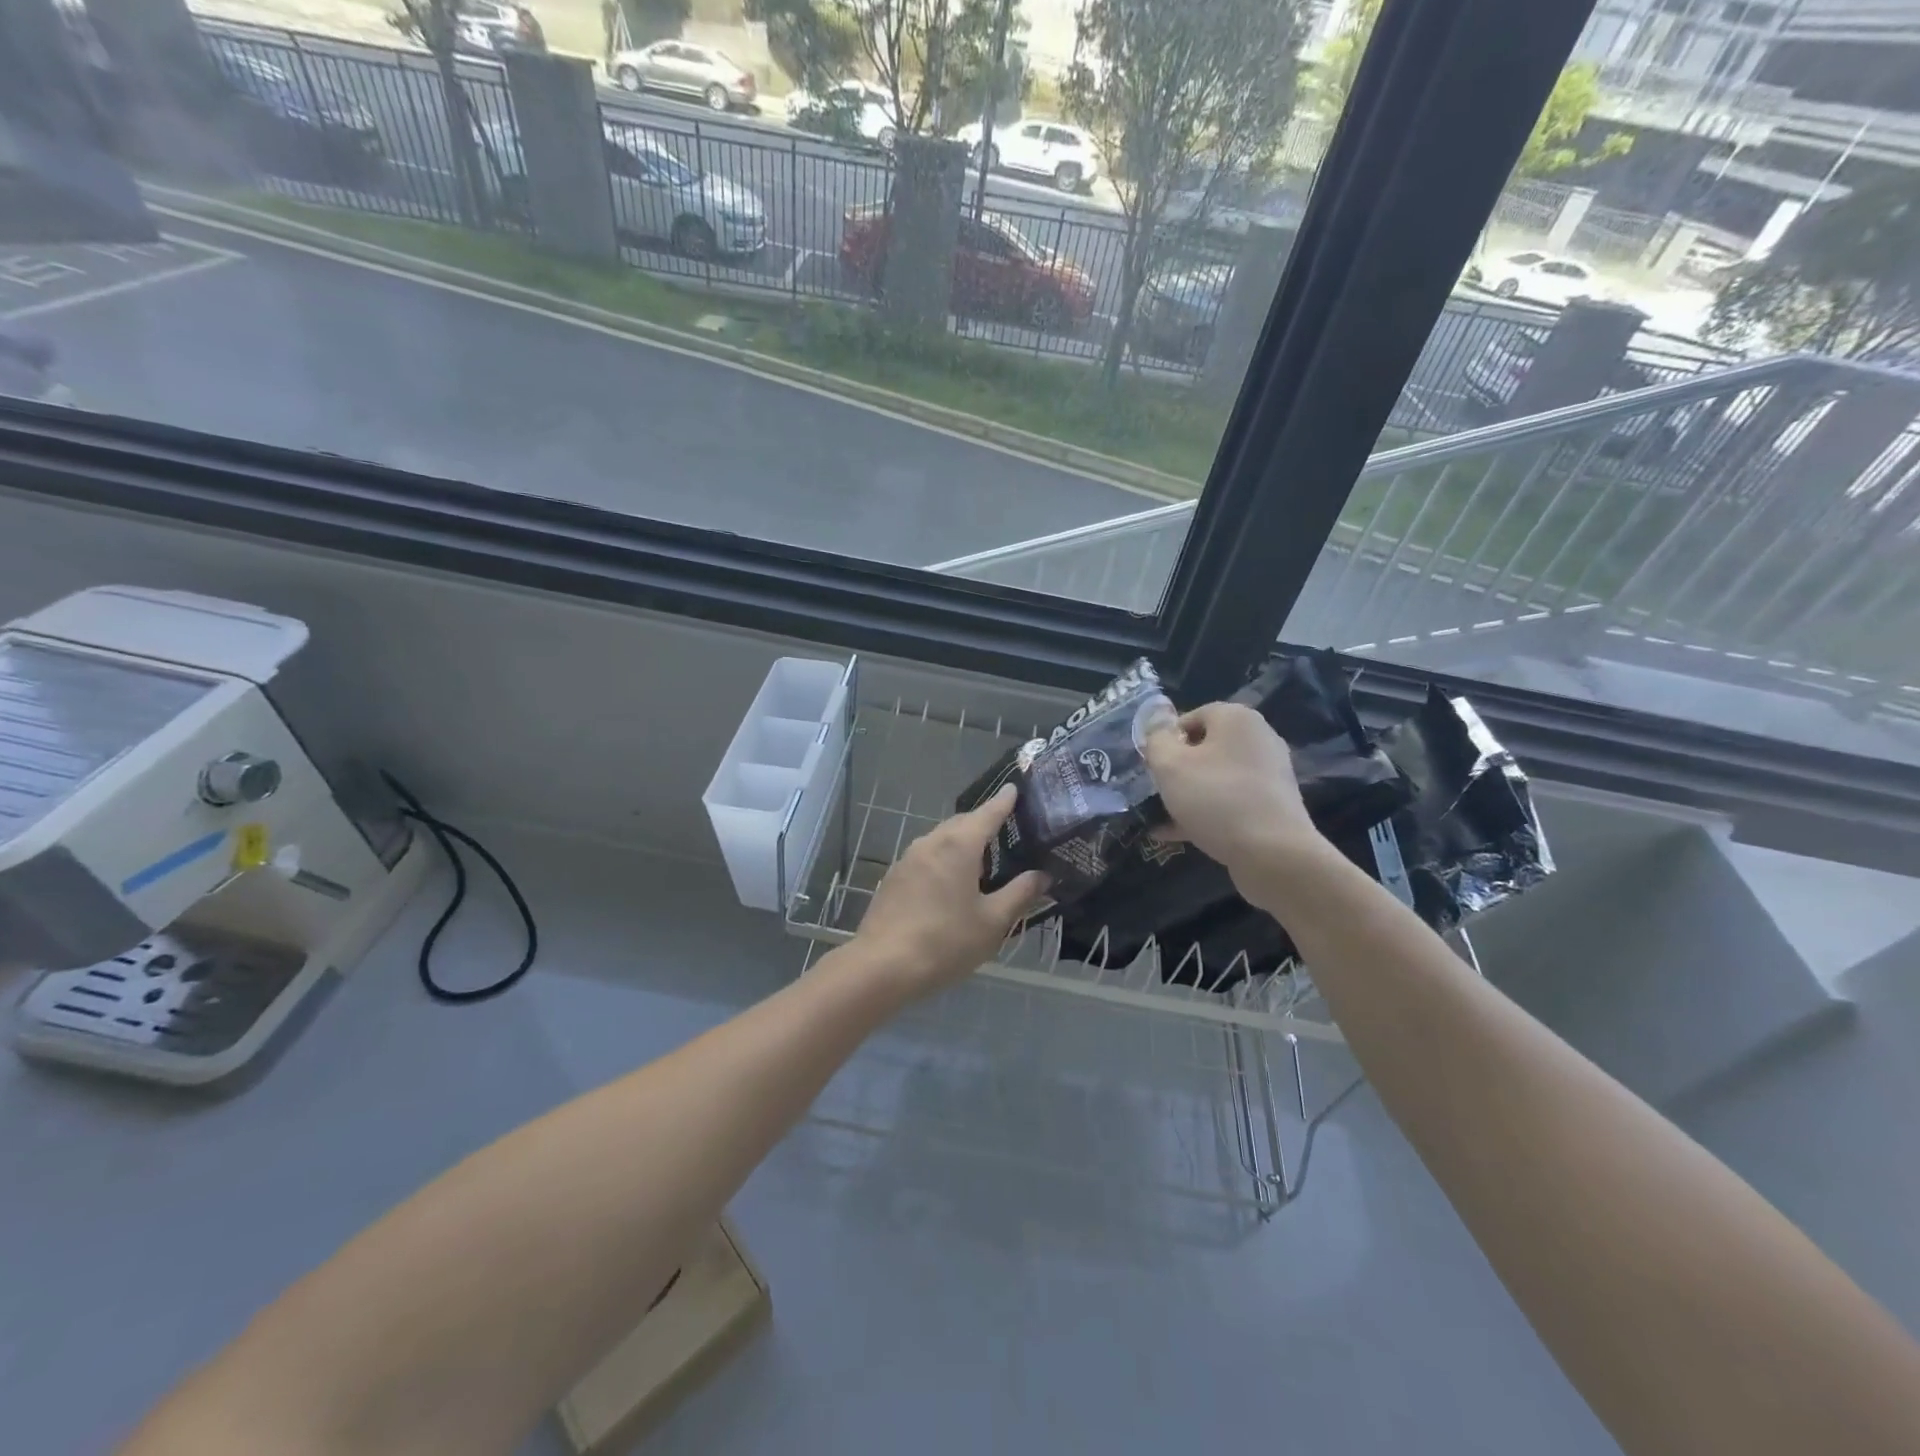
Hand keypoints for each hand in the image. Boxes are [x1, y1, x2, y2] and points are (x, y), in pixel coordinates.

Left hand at [854, 785, 1048, 997]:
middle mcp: (931, 842)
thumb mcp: (992, 922)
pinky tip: (952, 883)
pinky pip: (927, 857)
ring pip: (941, 840)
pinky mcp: (894, 878)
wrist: (882, 966)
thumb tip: (1043, 875)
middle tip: (1008, 831)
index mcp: (958, 845)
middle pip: (962, 824)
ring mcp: (907, 859)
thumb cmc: (946, 941)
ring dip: (962, 843)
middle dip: (984, 823)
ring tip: (984, 860)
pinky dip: (944, 860)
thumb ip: (1020, 894)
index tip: (1015, 788)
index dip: (1004, 801)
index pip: (988, 813)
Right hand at [1142, 702, 1322, 879]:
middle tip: (1156, 790)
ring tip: (1161, 816)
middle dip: (1177, 768)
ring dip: (1188, 794)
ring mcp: (1269, 773)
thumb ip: (1156, 739)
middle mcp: (1258, 738)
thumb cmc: (1216, 798)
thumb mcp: (1170, 765)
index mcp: (1237, 718)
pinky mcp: (1273, 805)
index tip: (1151, 765)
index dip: (1166, 739)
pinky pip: (1231, 801)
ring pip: (1216, 777)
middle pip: (1205, 747)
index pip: (1192, 716)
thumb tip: (1156, 723)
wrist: (1273, 854)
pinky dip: (1206, 812)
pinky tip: (1178, 835)